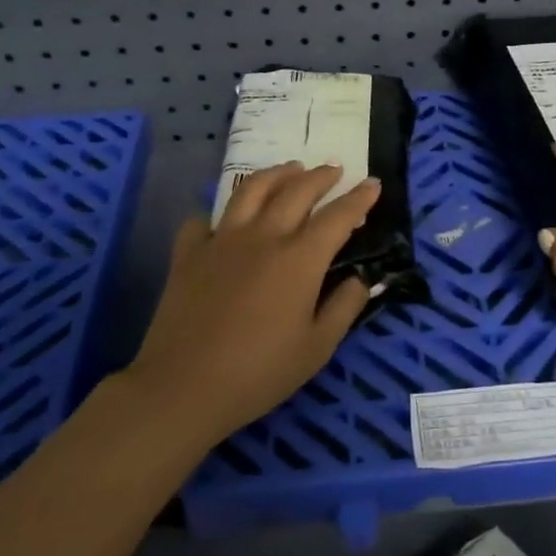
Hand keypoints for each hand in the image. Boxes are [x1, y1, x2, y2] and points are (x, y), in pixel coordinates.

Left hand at [124, 162, 382, 444]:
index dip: (359, 198)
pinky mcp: (189, 253)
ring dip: (276, 174)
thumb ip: (344, 307)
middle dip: (320, 176)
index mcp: (300, 259)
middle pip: (296, 191)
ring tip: (290, 169)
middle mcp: (263, 237)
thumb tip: (360, 279)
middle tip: (334, 170)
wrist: (183, 386)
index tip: (373, 184)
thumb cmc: (259, 373)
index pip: (338, 216)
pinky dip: (218, 213)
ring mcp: (222, 240)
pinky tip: (224, 219)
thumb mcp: (317, 348)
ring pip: (251, 190)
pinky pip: (203, 219)